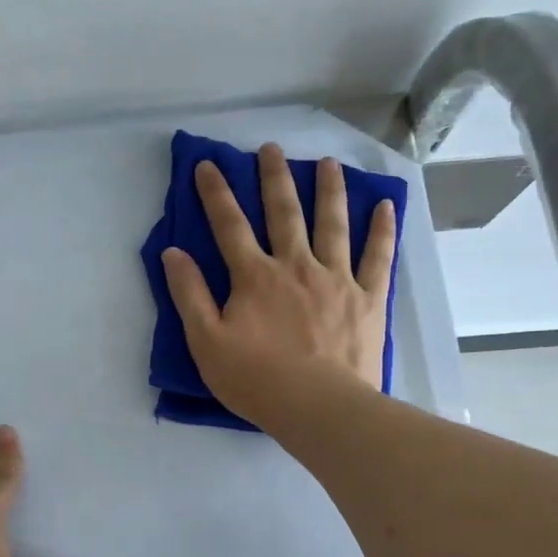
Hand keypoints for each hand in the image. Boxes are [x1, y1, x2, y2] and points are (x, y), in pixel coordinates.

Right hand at [161, 143, 396, 425]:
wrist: (318, 407)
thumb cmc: (256, 380)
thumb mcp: (206, 342)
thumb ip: (189, 295)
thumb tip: (173, 253)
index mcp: (255, 277)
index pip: (229, 226)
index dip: (216, 194)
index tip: (208, 165)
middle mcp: (296, 266)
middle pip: (284, 213)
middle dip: (274, 178)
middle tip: (272, 149)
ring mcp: (337, 279)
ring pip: (332, 224)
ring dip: (329, 191)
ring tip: (328, 164)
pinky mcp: (368, 298)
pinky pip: (377, 257)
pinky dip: (381, 230)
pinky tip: (384, 206)